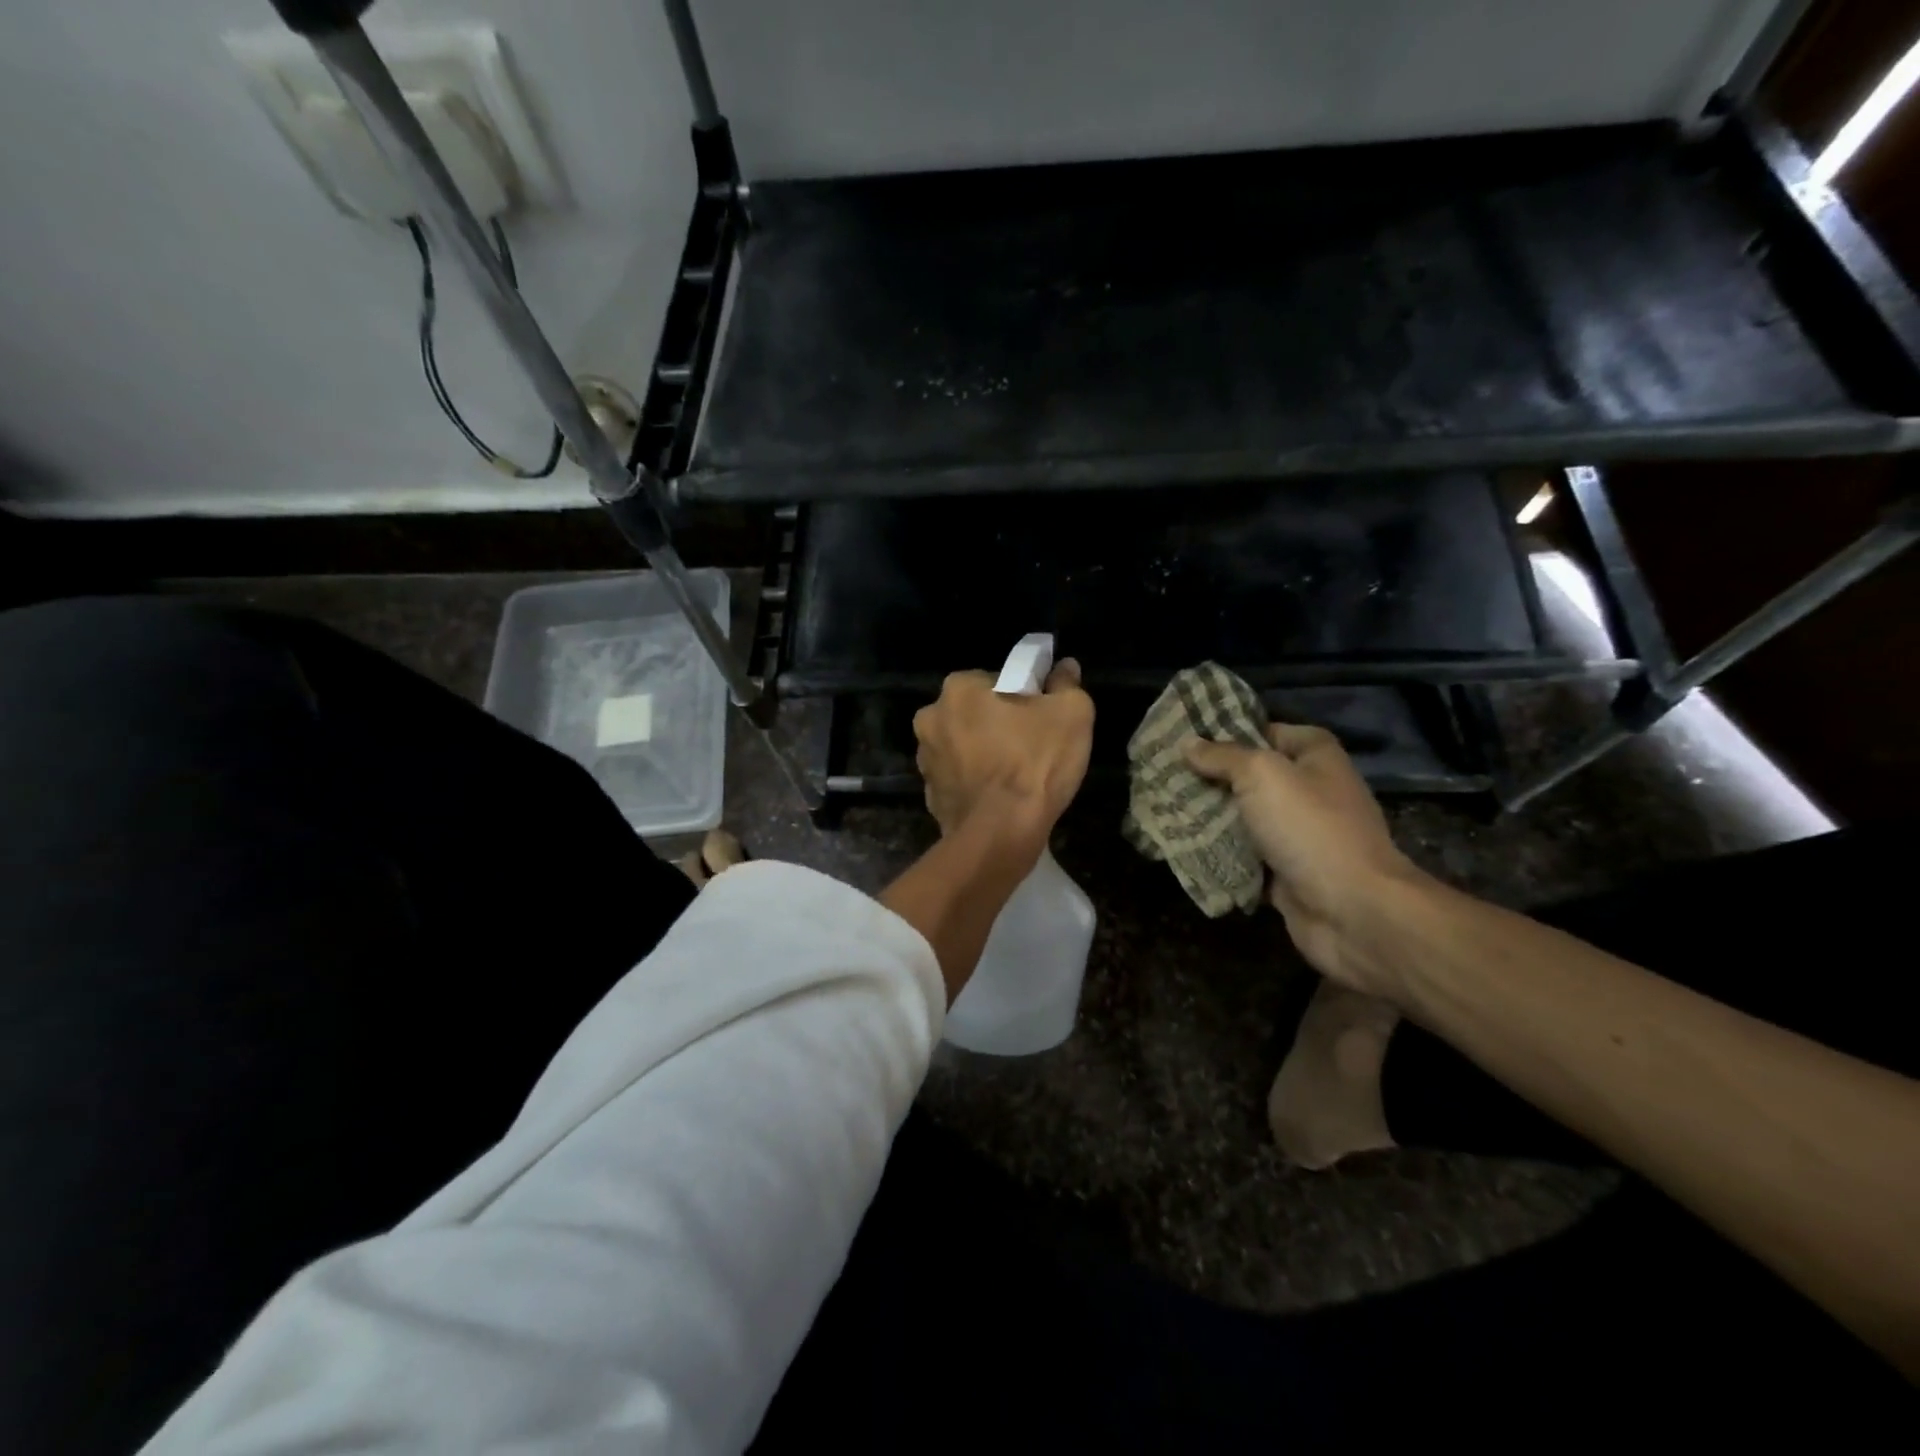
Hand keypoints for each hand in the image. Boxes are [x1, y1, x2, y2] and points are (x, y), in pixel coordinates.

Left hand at [913, 660, 1094, 861]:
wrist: (1001, 834)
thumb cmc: (1035, 763)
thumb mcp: (1072, 713)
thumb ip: (1066, 684)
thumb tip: (1064, 668)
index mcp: (958, 688)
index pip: (995, 680)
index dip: (1021, 696)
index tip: (1039, 715)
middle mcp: (931, 717)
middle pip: (973, 712)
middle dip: (996, 723)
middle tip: (1029, 744)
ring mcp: (925, 759)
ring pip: (962, 745)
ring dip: (982, 753)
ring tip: (1015, 775)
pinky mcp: (929, 794)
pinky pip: (957, 778)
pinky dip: (974, 782)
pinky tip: (998, 797)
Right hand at [1185, 724, 1428, 993]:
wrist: (1352, 910)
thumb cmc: (1310, 828)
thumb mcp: (1261, 775)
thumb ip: (1223, 756)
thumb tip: (1188, 743)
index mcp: (1316, 757)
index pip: (1269, 731)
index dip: (1232, 732)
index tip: (1188, 738)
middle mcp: (1312, 792)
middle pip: (1252, 777)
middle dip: (1211, 778)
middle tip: (1165, 775)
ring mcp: (1300, 836)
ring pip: (1245, 819)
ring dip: (1211, 819)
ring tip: (1164, 809)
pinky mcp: (1287, 874)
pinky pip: (1245, 858)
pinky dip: (1220, 856)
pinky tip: (1183, 848)